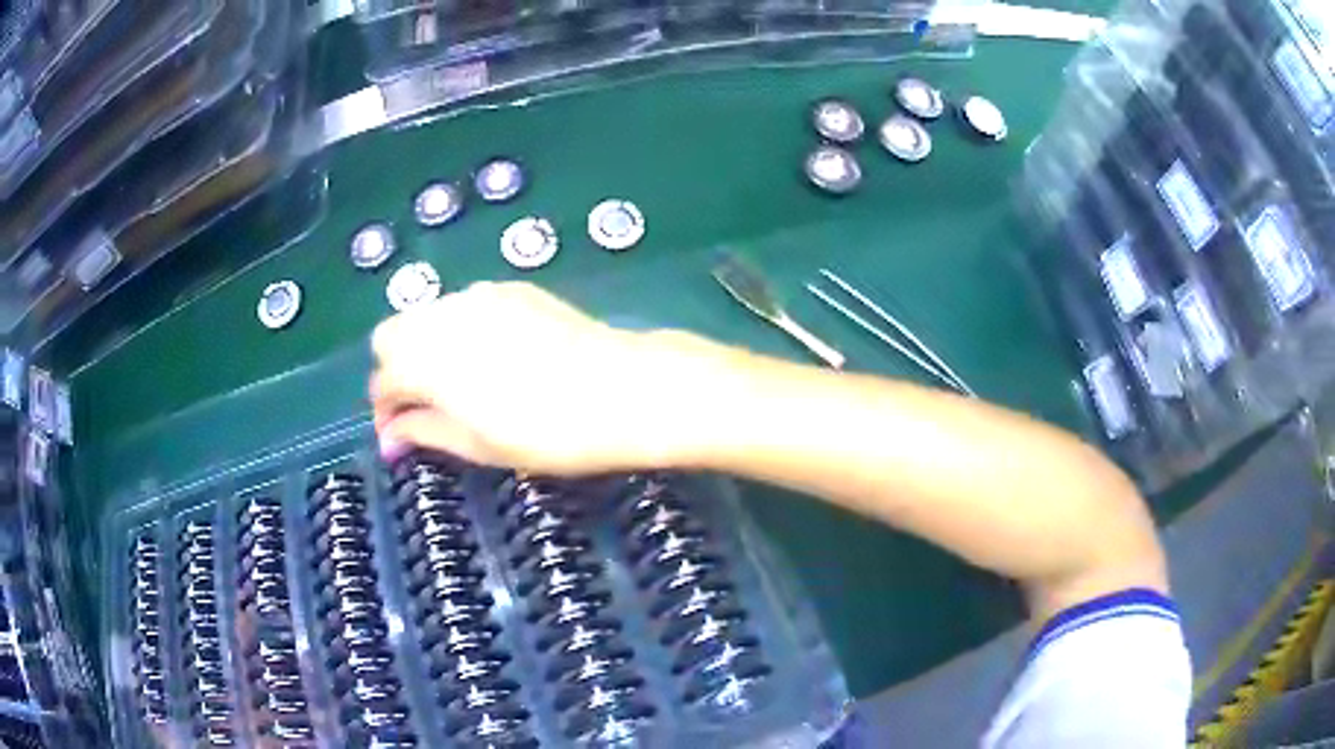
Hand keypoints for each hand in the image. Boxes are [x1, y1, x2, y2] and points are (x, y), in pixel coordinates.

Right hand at [370, 282, 713, 473]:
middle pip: (392, 335)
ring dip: (425, 347)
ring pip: (427, 314)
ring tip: (458, 382)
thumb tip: (390, 439)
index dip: (386, 412)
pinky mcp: (511, 288)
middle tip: (424, 405)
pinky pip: (466, 304)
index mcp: (426, 360)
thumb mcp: (478, 444)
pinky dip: (460, 329)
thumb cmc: (546, 432)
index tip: (400, 436)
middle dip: (396, 370)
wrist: (620, 389)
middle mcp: (443, 316)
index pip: (383, 380)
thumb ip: (424, 432)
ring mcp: (479, 295)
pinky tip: (493, 356)